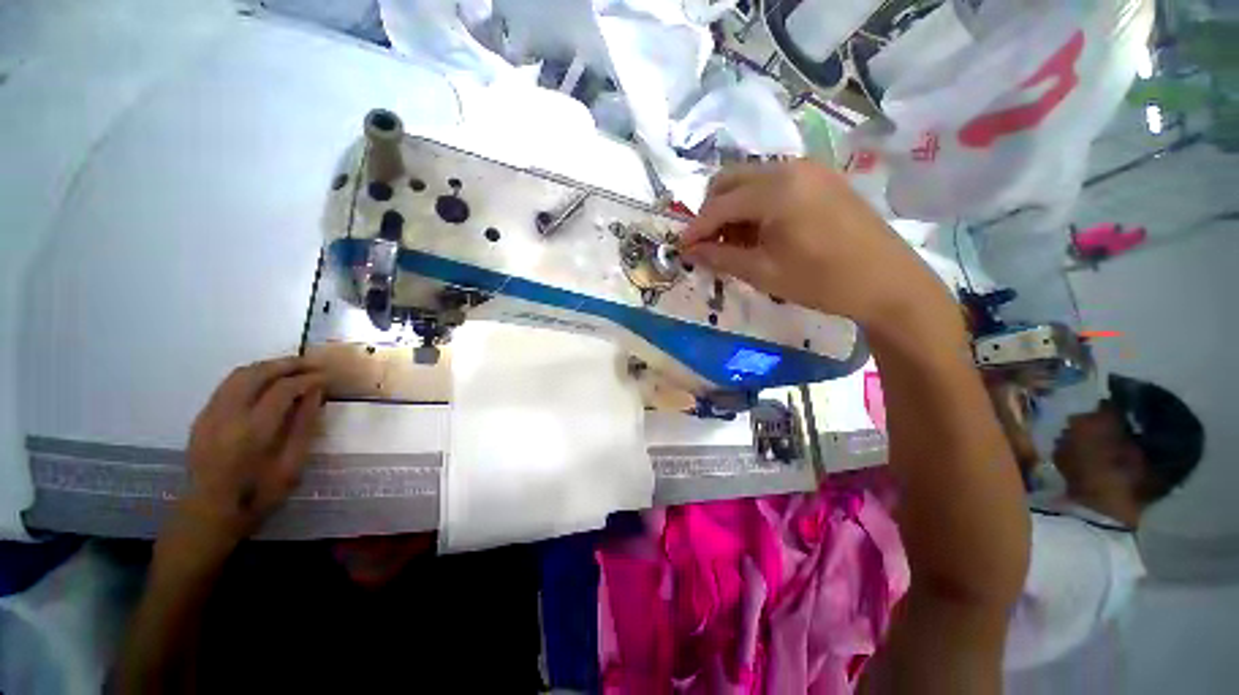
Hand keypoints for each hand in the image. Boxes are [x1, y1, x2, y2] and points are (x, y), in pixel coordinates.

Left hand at [178, 357, 325, 546]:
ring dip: (269, 366)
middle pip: (257, 373)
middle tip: (313, 364)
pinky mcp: (202, 417)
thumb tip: (316, 394)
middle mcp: (227, 415)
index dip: (308, 378)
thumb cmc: (257, 496)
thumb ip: (304, 426)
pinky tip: (267, 383)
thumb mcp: (291, 465)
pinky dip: (252, 376)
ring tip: (293, 368)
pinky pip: (228, 385)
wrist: (208, 515)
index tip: (327, 377)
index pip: (282, 389)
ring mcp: (210, 414)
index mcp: (252, 431)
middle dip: (288, 364)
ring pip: (239, 375)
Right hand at [680, 160, 945, 328]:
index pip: (719, 204)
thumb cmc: (822, 281)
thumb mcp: (764, 273)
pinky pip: (773, 182)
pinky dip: (756, 203)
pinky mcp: (821, 178)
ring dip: (733, 206)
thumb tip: (689, 251)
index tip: (682, 248)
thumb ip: (721, 258)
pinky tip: (761, 230)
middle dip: (711, 211)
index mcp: (776, 190)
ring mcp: (809, 169)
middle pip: (730, 179)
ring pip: (750, 178)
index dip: (695, 228)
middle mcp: (790, 167)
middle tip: (709, 244)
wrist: (888, 282)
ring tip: (735, 241)